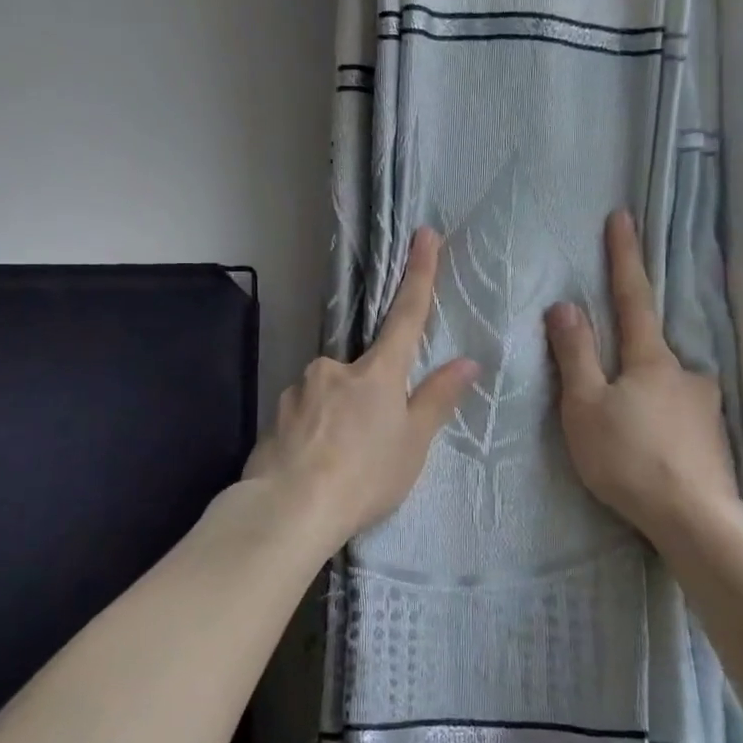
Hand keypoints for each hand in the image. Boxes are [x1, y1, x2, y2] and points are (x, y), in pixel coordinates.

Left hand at [245, 228, 476, 550]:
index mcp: (377, 372)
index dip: (419, 274)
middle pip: (363, 370)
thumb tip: (467, 362)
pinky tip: (314, 464)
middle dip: (369, 397)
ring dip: (339, 418)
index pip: (407, 315)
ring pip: (330, 394)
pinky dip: (314, 432)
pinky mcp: (275, 413)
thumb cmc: (364, 475)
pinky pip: (305, 415)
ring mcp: (300, 388)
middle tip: (370, 445)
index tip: (424, 234)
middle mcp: (335, 368)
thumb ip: (437, 399)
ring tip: (341, 463)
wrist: (289, 508)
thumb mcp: (412, 443)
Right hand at [544, 210, 738, 542]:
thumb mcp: (585, 406)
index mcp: (651, 359)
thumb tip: (566, 305)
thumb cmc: (628, 457)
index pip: (632, 296)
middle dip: (628, 358)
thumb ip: (575, 355)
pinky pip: (679, 419)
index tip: (623, 217)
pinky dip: (660, 426)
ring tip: (625, 438)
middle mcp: (686, 373)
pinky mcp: (714, 440)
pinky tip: (650, 454)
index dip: (624, 257)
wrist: (694, 518)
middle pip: (649, 351)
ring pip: (665, 389)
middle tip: (608, 396)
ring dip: (644, 400)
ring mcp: (705, 406)